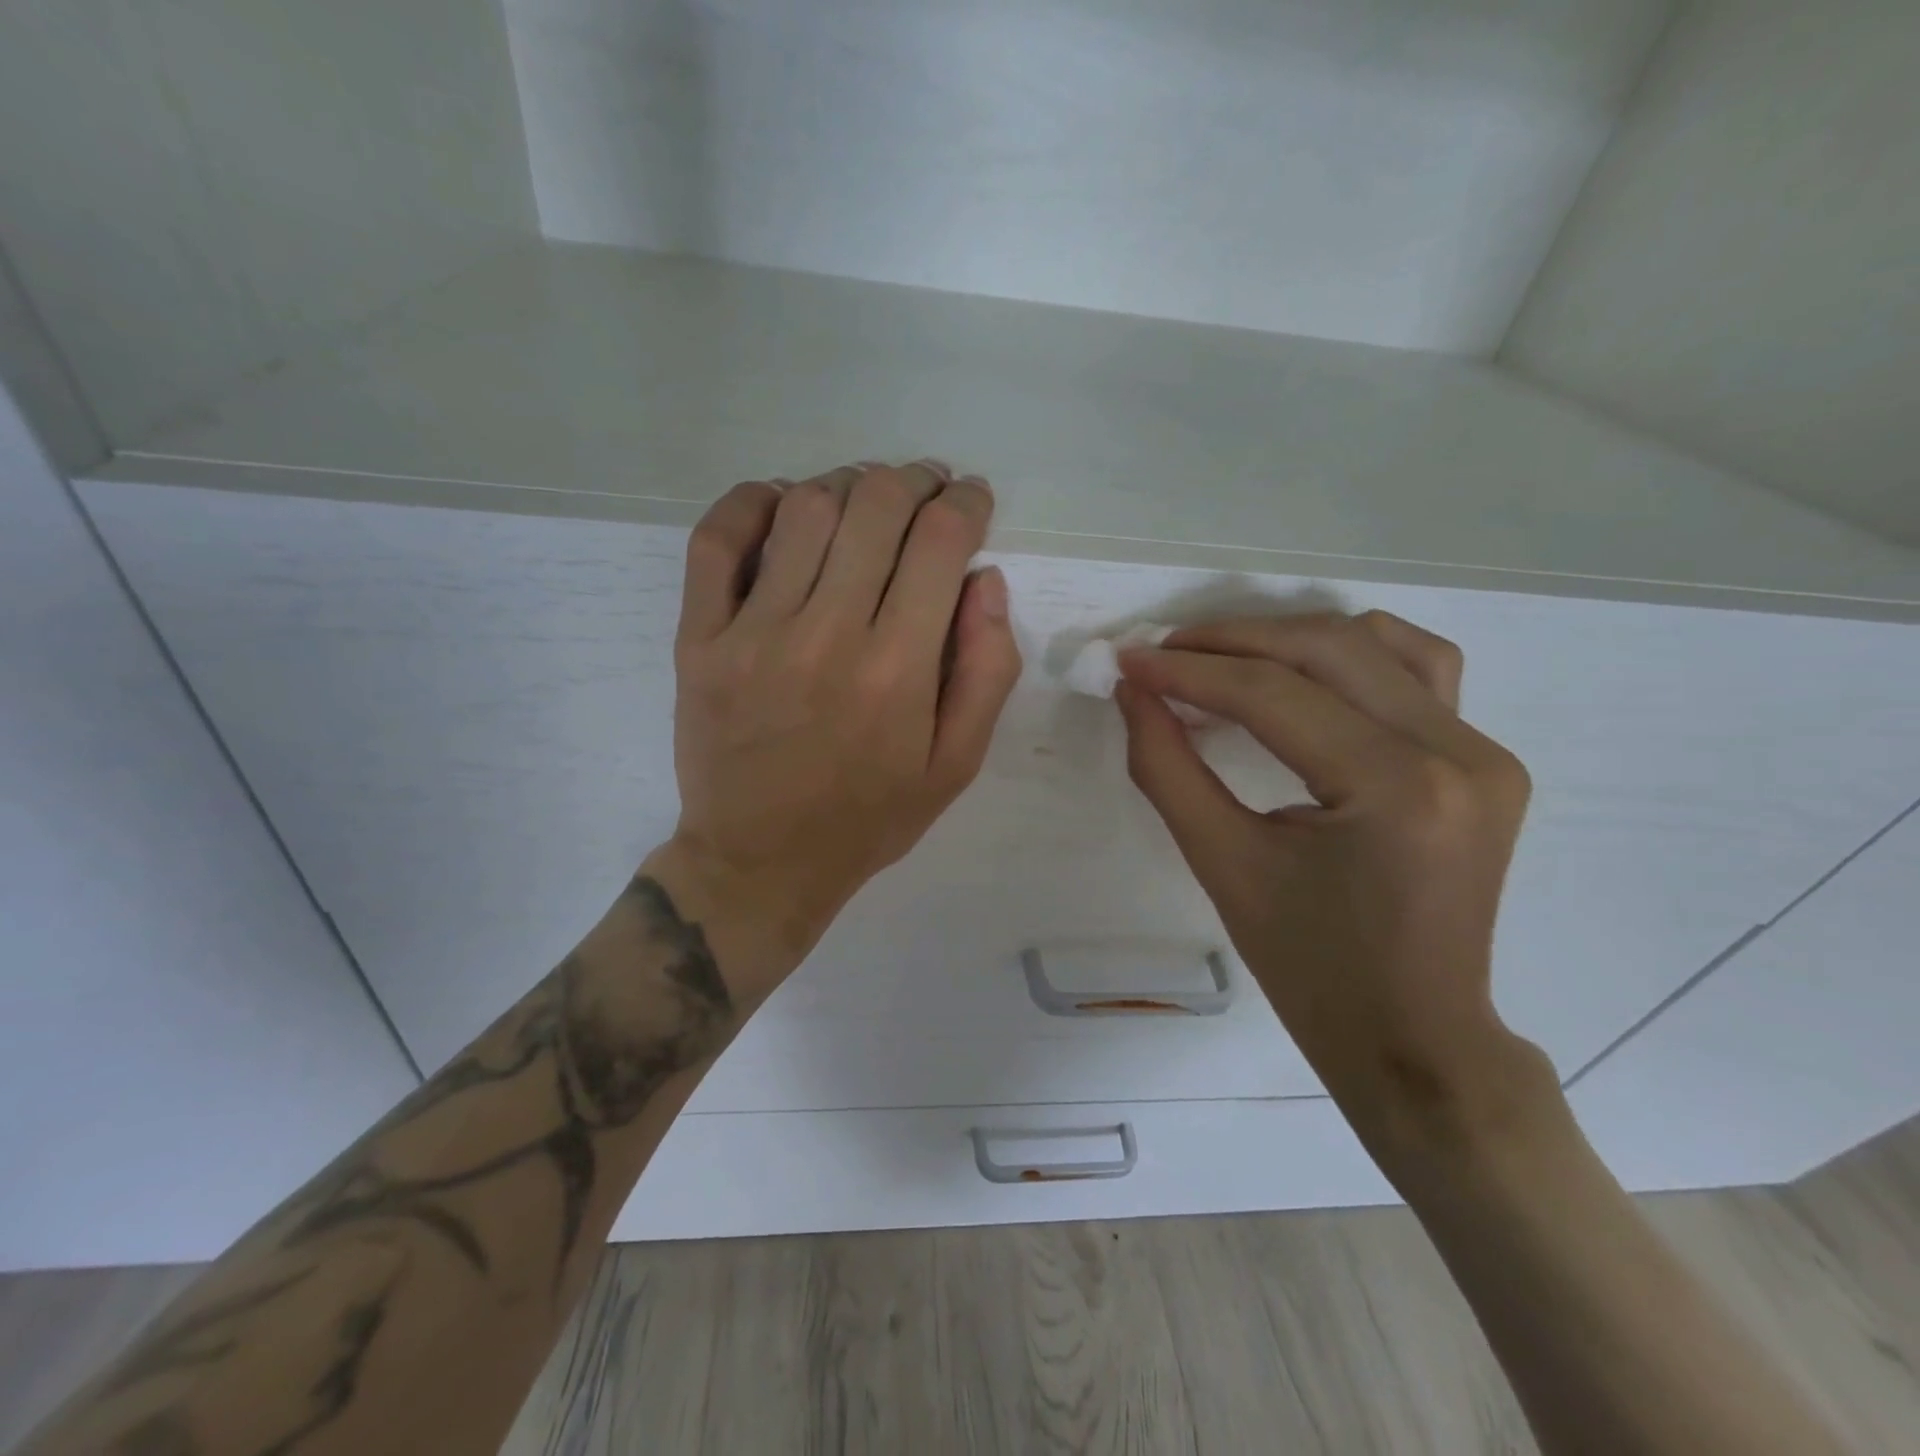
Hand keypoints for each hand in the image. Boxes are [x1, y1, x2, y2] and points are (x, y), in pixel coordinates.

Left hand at [651, 461, 1021, 1002]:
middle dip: (914, 481)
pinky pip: (716, 541)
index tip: (972, 499)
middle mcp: (827, 635)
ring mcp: (753, 633)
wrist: (761, 862)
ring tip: (866, 499)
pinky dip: (751, 501)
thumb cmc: (869, 818)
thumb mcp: (956, 765)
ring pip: (805, 509)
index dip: (966, 502)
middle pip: (875, 508)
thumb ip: (986, 671)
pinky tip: (782, 503)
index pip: (940, 542)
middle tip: (926, 490)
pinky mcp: (700, 639)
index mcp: (898, 670)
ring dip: (847, 484)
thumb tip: (985, 579)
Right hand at [1116, 612, 1549, 1144]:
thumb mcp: (1222, 863)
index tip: (1128, 661)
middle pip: (1326, 650)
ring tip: (1223, 657)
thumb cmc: (1309, 968)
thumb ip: (1167, 767)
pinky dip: (1354, 654)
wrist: (1412, 1038)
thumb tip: (1134, 692)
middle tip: (1162, 654)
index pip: (1273, 696)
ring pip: (1379, 644)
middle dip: (1231, 641)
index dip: (1189, 672)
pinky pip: (1421, 672)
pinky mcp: (1486, 761)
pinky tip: (1308, 670)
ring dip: (1289, 638)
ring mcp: (1483, 753)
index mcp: (1394, 790)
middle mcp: (1456, 753)